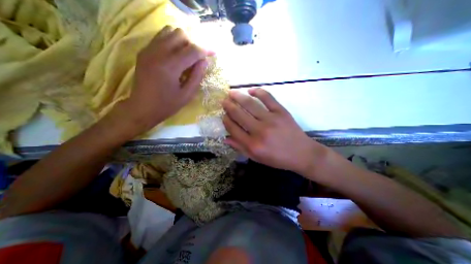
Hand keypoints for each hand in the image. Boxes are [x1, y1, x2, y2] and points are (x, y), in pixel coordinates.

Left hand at [112, 26, 210, 136]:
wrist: (142, 108)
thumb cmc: (167, 105)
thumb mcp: (187, 95)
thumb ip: (197, 76)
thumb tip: (205, 61)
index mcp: (170, 66)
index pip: (192, 50)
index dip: (205, 50)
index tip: (213, 53)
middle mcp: (158, 53)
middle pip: (180, 34)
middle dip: (193, 45)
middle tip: (197, 58)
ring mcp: (148, 50)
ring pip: (169, 32)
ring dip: (182, 42)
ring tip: (186, 56)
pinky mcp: (144, 51)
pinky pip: (160, 37)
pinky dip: (172, 42)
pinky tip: (175, 56)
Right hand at [222, 88, 326, 174]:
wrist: (302, 153)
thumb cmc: (277, 158)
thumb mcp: (257, 158)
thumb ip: (240, 148)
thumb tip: (225, 138)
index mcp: (253, 145)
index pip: (233, 128)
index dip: (226, 120)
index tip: (223, 115)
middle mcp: (259, 131)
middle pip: (239, 114)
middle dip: (228, 106)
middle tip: (223, 101)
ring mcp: (271, 119)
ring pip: (250, 104)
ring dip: (238, 96)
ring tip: (231, 92)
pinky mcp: (281, 111)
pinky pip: (267, 97)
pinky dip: (258, 91)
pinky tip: (251, 90)